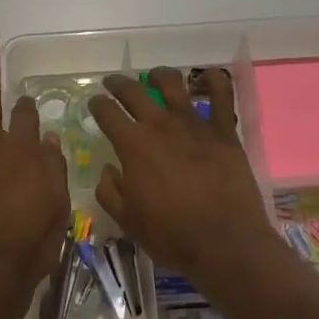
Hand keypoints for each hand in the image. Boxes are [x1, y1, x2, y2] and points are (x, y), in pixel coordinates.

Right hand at [88, 68, 280, 286]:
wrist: (224, 242)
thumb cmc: (171, 235)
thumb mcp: (127, 220)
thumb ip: (109, 191)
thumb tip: (107, 169)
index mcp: (133, 145)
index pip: (106, 112)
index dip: (97, 104)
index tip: (95, 103)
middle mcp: (160, 125)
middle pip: (133, 91)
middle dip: (118, 84)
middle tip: (113, 84)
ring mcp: (194, 123)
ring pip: (172, 83)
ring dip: (159, 76)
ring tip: (154, 78)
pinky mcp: (224, 130)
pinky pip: (222, 94)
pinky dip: (214, 80)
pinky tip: (208, 78)